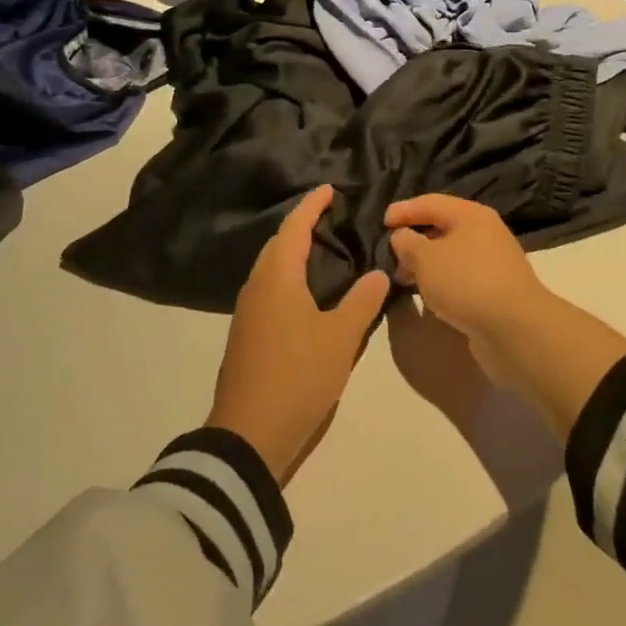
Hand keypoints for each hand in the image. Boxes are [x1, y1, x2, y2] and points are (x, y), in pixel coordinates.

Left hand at [208, 186, 390, 484]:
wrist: (249, 436)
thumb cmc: (298, 376)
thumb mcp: (340, 338)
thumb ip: (362, 301)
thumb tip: (378, 271)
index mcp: (277, 277)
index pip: (295, 227)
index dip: (312, 206)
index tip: (329, 189)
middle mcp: (257, 285)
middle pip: (278, 243)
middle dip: (301, 225)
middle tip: (330, 217)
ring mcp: (248, 311)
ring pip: (271, 267)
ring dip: (293, 251)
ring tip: (323, 249)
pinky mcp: (247, 334)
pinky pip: (269, 287)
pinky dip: (289, 275)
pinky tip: (307, 291)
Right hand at [385, 195, 547, 379]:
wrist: (516, 329)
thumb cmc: (466, 282)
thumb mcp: (425, 259)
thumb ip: (407, 243)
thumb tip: (402, 236)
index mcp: (471, 214)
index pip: (430, 202)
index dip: (404, 210)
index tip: (381, 222)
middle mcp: (485, 232)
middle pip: (442, 227)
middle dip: (414, 240)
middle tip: (389, 256)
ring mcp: (493, 262)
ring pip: (451, 255)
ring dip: (426, 264)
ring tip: (403, 279)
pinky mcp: (495, 290)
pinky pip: (460, 277)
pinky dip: (441, 282)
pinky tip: (427, 297)